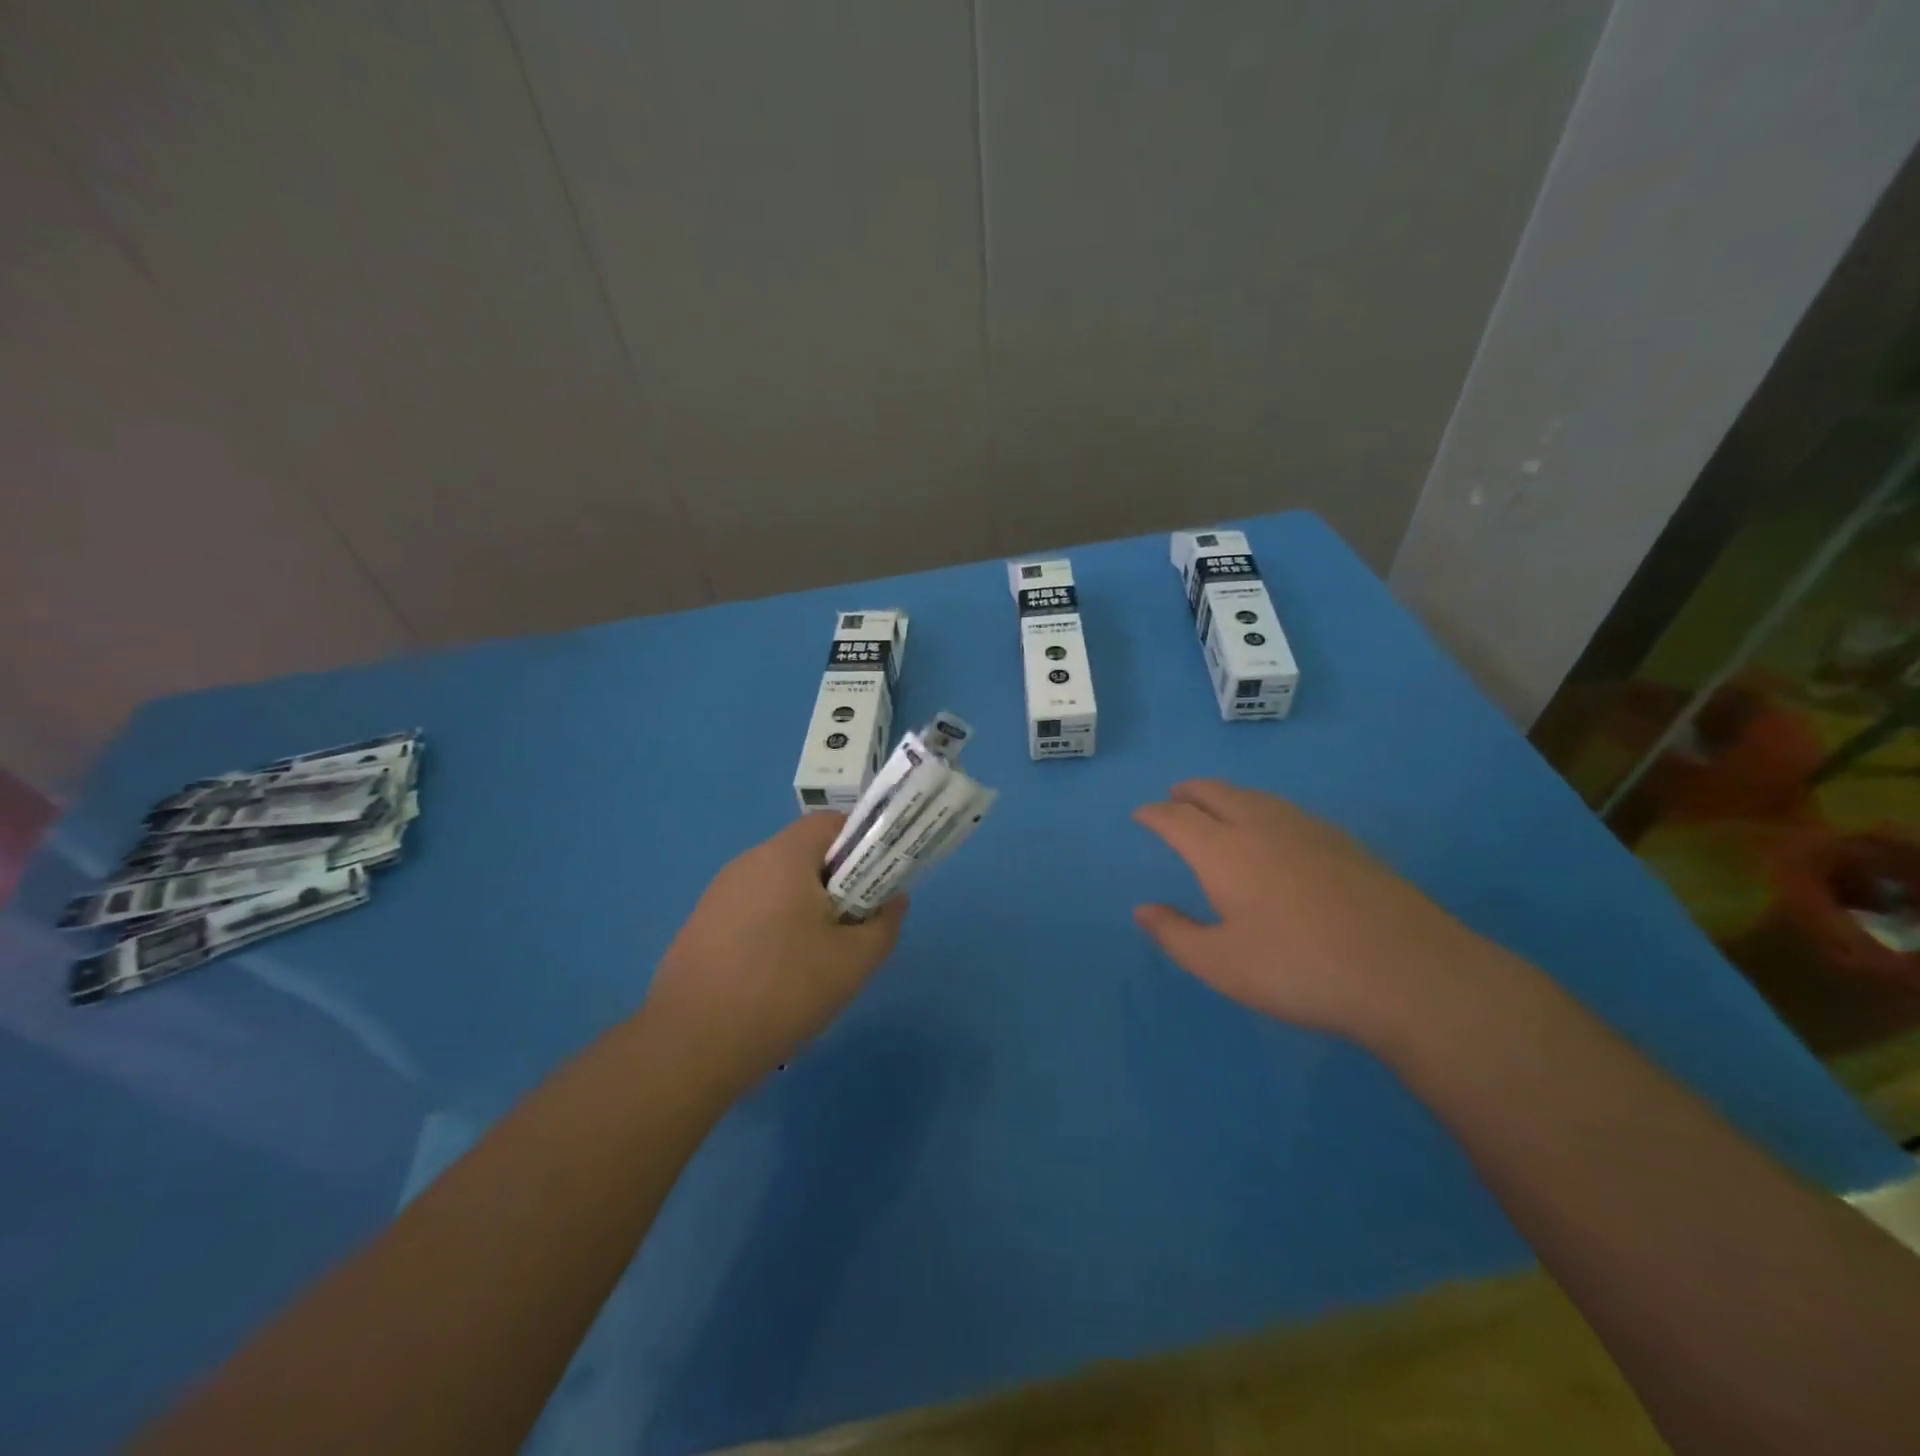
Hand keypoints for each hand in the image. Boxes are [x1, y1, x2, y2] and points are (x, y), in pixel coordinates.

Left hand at [646, 814, 906, 1084]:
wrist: (691, 1045)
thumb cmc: (783, 990)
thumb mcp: (853, 962)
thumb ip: (884, 924)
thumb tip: (894, 901)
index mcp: (784, 857)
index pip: (831, 823)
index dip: (862, 844)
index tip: (876, 884)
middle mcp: (747, 863)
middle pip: (804, 854)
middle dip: (837, 883)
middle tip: (852, 927)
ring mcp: (718, 894)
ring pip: (778, 885)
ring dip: (805, 908)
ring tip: (817, 958)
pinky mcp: (701, 925)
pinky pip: (752, 910)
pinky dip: (774, 928)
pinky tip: (777, 976)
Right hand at [1133, 779, 1491, 1044]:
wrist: (1408, 973)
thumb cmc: (1299, 970)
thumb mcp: (1222, 965)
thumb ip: (1176, 934)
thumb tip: (1143, 909)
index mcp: (1224, 851)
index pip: (1177, 818)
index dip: (1154, 814)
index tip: (1140, 814)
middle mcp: (1261, 826)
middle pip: (1215, 793)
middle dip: (1188, 792)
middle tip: (1173, 798)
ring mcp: (1307, 829)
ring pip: (1254, 797)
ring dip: (1225, 796)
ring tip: (1216, 807)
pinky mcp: (1343, 842)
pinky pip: (1284, 810)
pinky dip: (1260, 809)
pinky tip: (1272, 831)